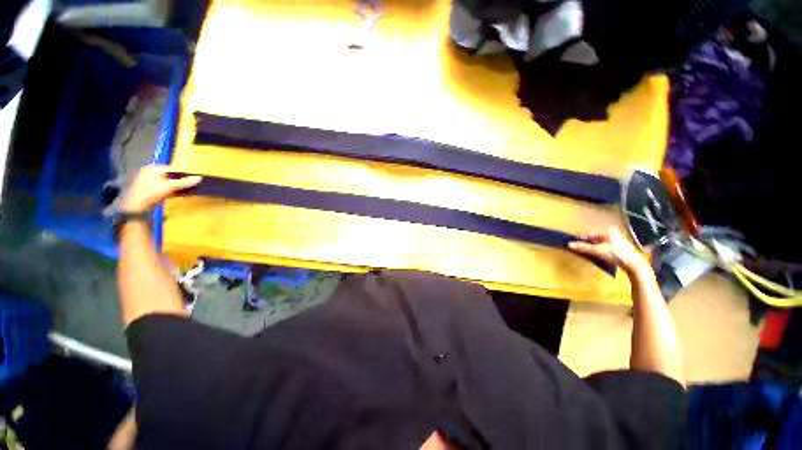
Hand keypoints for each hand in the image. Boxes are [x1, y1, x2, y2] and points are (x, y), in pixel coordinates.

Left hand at [122, 165, 201, 212]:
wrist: (136, 206)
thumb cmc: (151, 192)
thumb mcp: (169, 186)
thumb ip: (184, 182)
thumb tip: (199, 178)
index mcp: (153, 168)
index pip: (173, 169)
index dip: (184, 174)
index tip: (194, 179)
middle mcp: (151, 172)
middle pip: (171, 176)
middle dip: (181, 181)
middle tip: (192, 186)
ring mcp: (150, 182)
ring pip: (169, 183)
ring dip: (178, 187)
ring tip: (188, 191)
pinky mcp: (151, 190)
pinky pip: (165, 188)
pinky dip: (173, 191)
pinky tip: (181, 195)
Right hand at [568, 227, 647, 273]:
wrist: (633, 265)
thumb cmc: (616, 254)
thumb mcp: (597, 251)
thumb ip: (583, 247)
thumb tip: (569, 244)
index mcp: (608, 231)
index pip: (590, 234)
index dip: (580, 238)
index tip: (572, 241)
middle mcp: (612, 234)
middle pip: (594, 238)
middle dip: (586, 243)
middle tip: (578, 247)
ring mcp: (616, 241)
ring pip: (599, 243)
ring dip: (591, 247)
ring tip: (585, 252)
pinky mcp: (618, 248)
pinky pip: (603, 247)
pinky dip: (598, 250)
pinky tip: (595, 255)